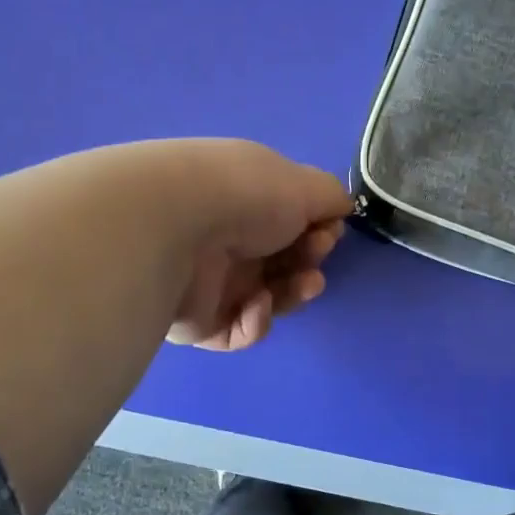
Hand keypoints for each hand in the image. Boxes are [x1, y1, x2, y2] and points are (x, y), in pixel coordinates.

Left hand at [164, 139, 350, 351]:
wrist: (174, 227)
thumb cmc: (244, 196)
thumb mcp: (303, 184)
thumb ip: (331, 197)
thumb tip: (340, 210)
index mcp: (247, 202)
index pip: (289, 222)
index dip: (317, 229)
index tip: (328, 231)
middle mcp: (228, 239)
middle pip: (282, 263)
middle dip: (309, 261)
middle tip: (314, 257)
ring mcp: (212, 282)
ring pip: (268, 299)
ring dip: (293, 293)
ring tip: (304, 284)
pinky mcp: (199, 323)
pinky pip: (240, 331)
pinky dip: (257, 321)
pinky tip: (256, 302)